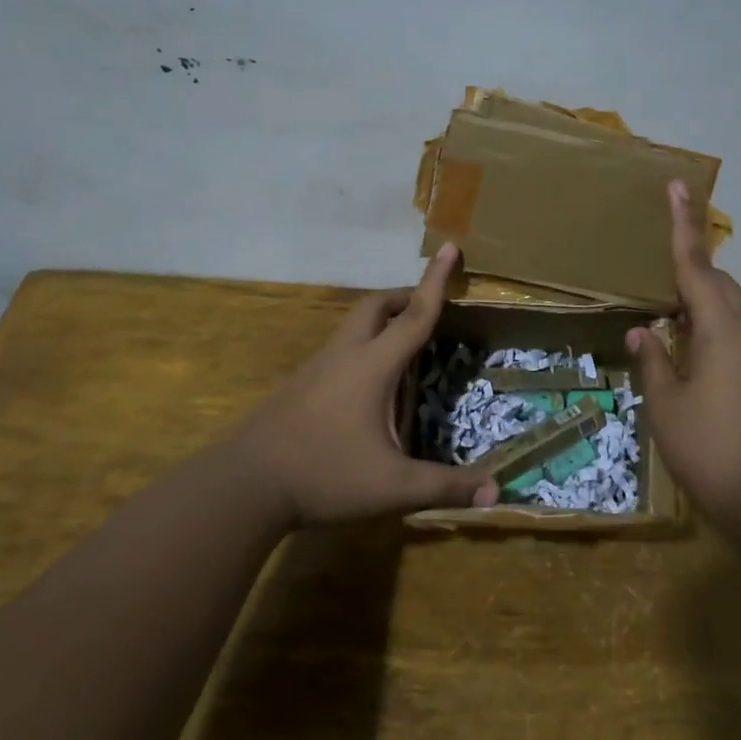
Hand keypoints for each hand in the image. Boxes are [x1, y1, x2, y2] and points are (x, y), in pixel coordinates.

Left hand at [234, 244, 498, 524]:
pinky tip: (368, 391)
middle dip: (405, 298)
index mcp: (373, 365)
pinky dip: (363, 350)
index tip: (448, 246)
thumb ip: (444, 487)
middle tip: (428, 311)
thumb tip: (496, 493)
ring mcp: (317, 368)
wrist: (244, 485)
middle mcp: (344, 355)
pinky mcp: (300, 385)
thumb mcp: (392, 486)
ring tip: (405, 352)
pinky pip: (339, 351)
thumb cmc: (324, 475)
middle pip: (376, 307)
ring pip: (354, 327)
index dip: (436, 281)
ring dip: (382, 324)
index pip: (415, 314)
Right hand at [627, 182, 740, 548]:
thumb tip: (645, 332)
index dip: (682, 224)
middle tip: (652, 265)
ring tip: (662, 310)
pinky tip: (685, 351)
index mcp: (722, 329)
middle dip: (688, 266)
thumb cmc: (714, 451)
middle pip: (716, 283)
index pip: (696, 264)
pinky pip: (733, 334)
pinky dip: (707, 328)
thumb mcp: (667, 407)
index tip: (677, 186)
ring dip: (696, 301)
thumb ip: (654, 363)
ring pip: (726, 310)